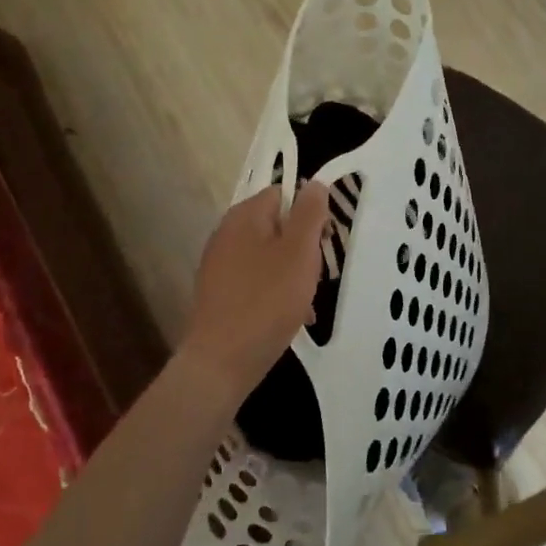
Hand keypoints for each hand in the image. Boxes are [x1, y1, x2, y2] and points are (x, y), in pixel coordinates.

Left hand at [178, 182, 330, 404]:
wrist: (221, 362)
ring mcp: (220, 264)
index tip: (325, 241)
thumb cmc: (266, 301)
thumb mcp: (299, 252)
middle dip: (303, 247)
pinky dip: (275, 292)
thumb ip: (309, 214)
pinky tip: (290, 317)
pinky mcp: (219, 293)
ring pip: (269, 255)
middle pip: (277, 225)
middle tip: (317, 274)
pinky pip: (256, 280)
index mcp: (244, 216)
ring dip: (292, 272)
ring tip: (306, 301)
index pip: (283, 194)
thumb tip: (315, 183)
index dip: (310, 213)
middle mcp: (227, 233)